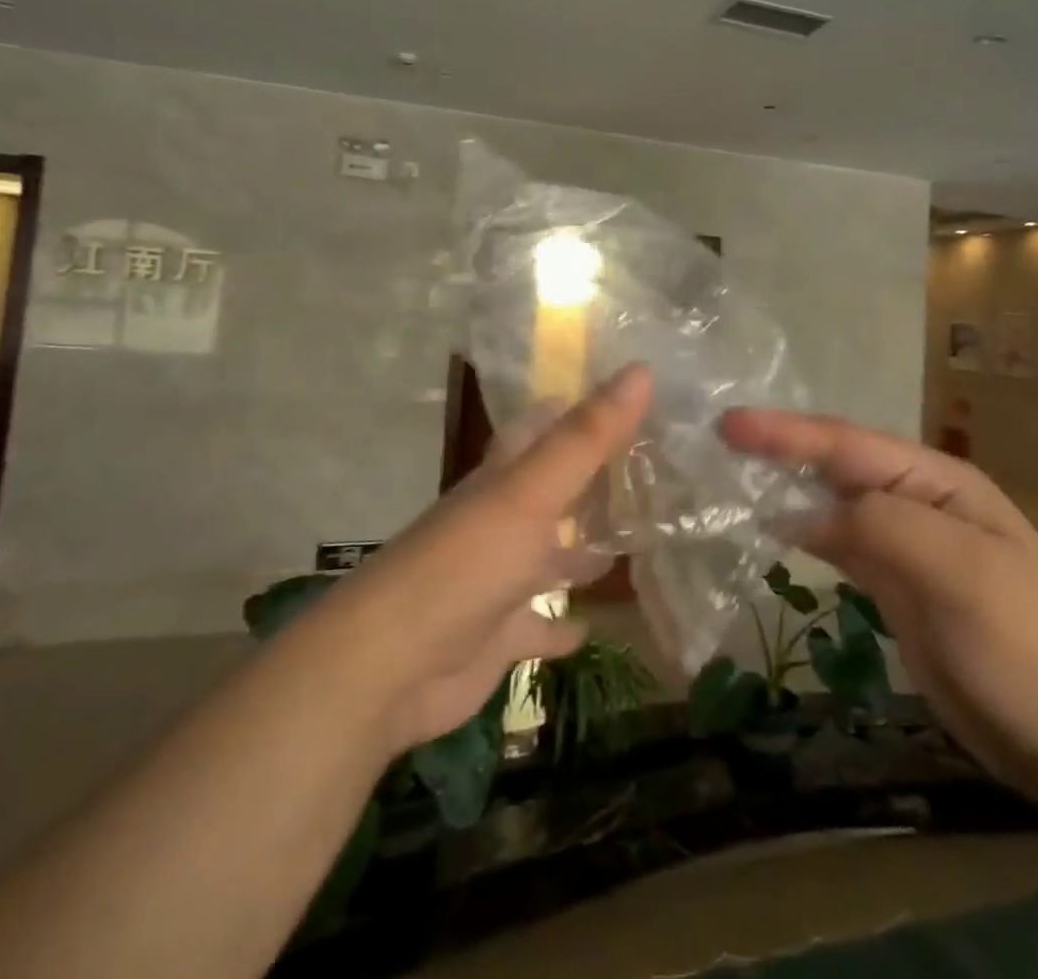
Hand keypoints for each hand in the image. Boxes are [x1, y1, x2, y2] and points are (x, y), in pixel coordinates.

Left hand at [324, 365, 651, 756]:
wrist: (388, 667)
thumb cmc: (466, 565)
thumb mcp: (532, 492)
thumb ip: (587, 436)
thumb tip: (642, 370)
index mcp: (504, 478)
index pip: (542, 427)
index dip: (578, 408)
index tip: (627, 397)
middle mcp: (501, 520)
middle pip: (553, 490)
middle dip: (593, 479)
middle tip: (650, 468)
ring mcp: (499, 577)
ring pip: (550, 555)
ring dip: (583, 550)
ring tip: (639, 540)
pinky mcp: (499, 633)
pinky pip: (538, 625)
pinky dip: (561, 625)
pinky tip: (589, 625)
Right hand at [721, 408, 1037, 802]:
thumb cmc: (1024, 647)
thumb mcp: (960, 573)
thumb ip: (882, 525)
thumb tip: (806, 512)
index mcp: (938, 482)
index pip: (849, 445)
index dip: (787, 433)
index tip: (729, 424)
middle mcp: (919, 503)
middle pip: (837, 466)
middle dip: (781, 449)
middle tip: (719, 441)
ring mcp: (907, 545)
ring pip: (833, 504)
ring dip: (786, 487)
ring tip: (732, 477)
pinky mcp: (895, 587)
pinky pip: (839, 546)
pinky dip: (803, 533)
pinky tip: (773, 530)